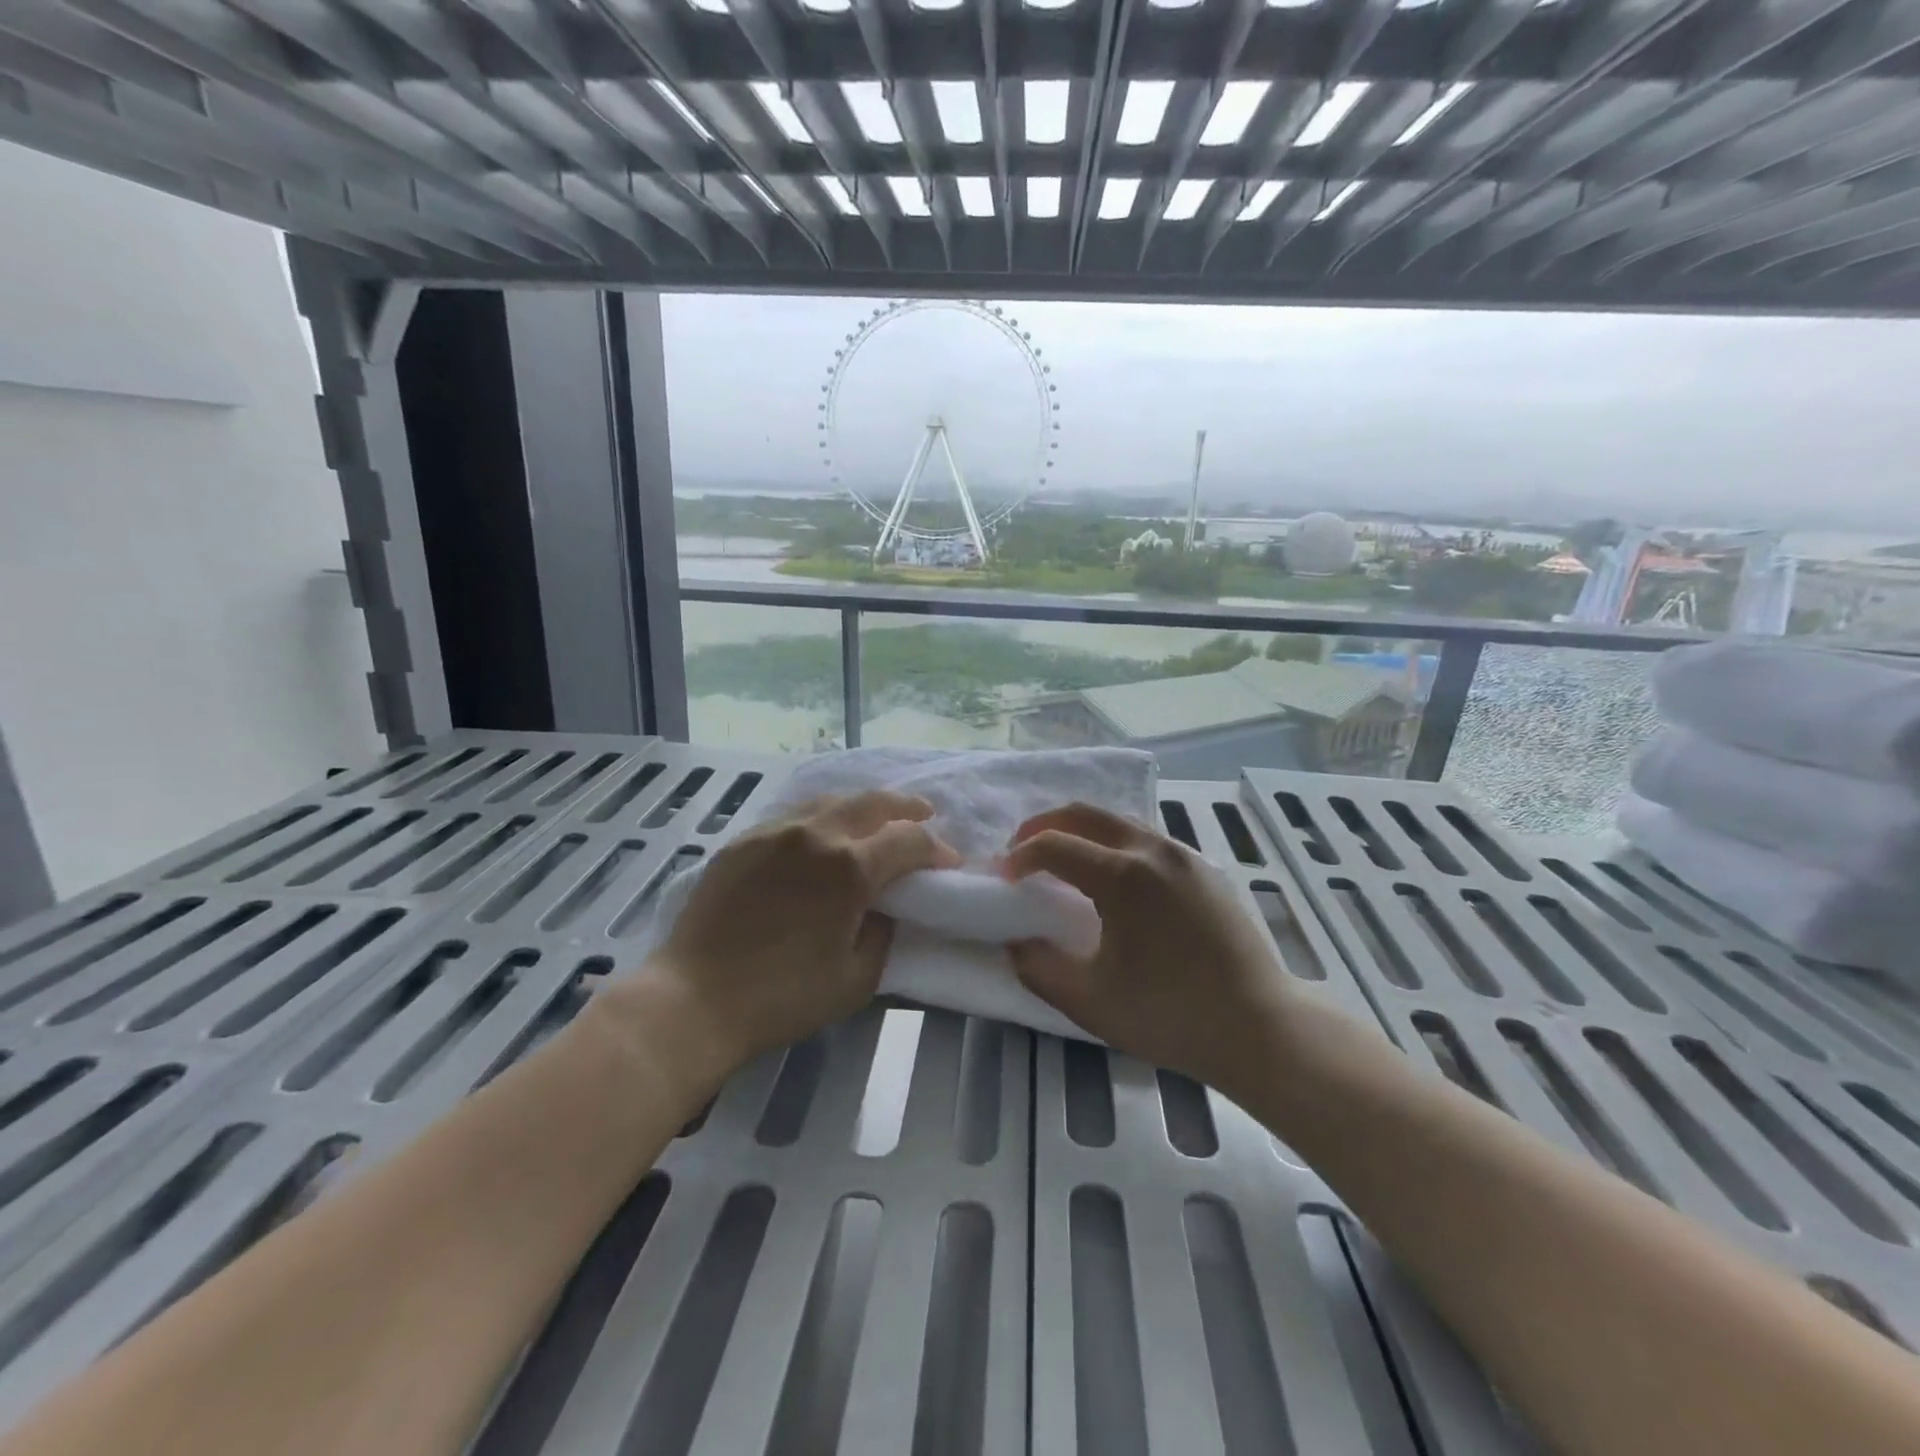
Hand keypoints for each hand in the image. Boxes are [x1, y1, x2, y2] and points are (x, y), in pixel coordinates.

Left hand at [630, 792, 958, 1078]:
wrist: (695, 998)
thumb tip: (884, 908)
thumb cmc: (783, 997)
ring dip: (864, 806)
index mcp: (850, 867)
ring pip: (832, 799)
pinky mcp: (744, 840)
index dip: (936, 849)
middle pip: (874, 802)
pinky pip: (794, 814)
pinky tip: (823, 831)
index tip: (948, 862)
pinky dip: (822, 816)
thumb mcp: (857, 978)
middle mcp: (816, 834)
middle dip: (907, 807)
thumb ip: (883, 933)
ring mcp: (775, 831)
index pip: (909, 840)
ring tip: (878, 818)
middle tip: (926, 815)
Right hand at [1004, 803, 1297, 1097]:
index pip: (1054, 845)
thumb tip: (1016, 942)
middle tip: (1022, 851)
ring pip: (1120, 821)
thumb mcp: (1089, 1001)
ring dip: (1082, 831)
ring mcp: (1185, 856)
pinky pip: (1149, 839)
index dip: (1020, 857)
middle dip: (1044, 825)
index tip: (1004, 878)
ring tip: (1064, 861)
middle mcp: (1152, 850)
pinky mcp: (1206, 870)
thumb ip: (1039, 967)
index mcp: (1122, 875)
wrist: (1259, 1028)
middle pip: (1085, 813)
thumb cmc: (1169, 1015)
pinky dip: (1116, 843)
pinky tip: (1114, 879)